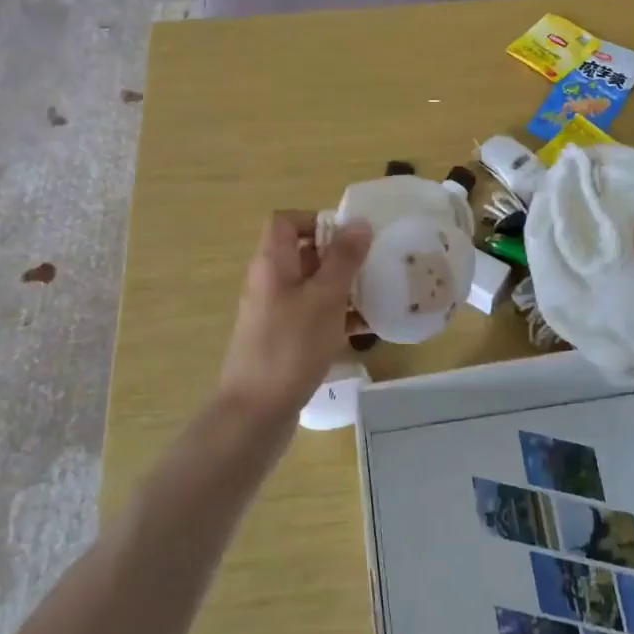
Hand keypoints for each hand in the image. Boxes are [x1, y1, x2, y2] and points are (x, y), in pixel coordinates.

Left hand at [216, 211, 370, 425]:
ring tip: (378, 295)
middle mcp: (269, 283)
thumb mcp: (325, 298)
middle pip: (303, 254)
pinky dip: (337, 317)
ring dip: (343, 288)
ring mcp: (275, 314)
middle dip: (340, 256)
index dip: (315, 220)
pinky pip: (313, 317)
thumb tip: (359, 222)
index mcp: (272, 264)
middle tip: (374, 265)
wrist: (255, 413)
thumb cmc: (290, 347)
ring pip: (312, 287)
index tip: (349, 237)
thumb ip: (344, 259)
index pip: (285, 221)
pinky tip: (366, 330)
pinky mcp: (283, 341)